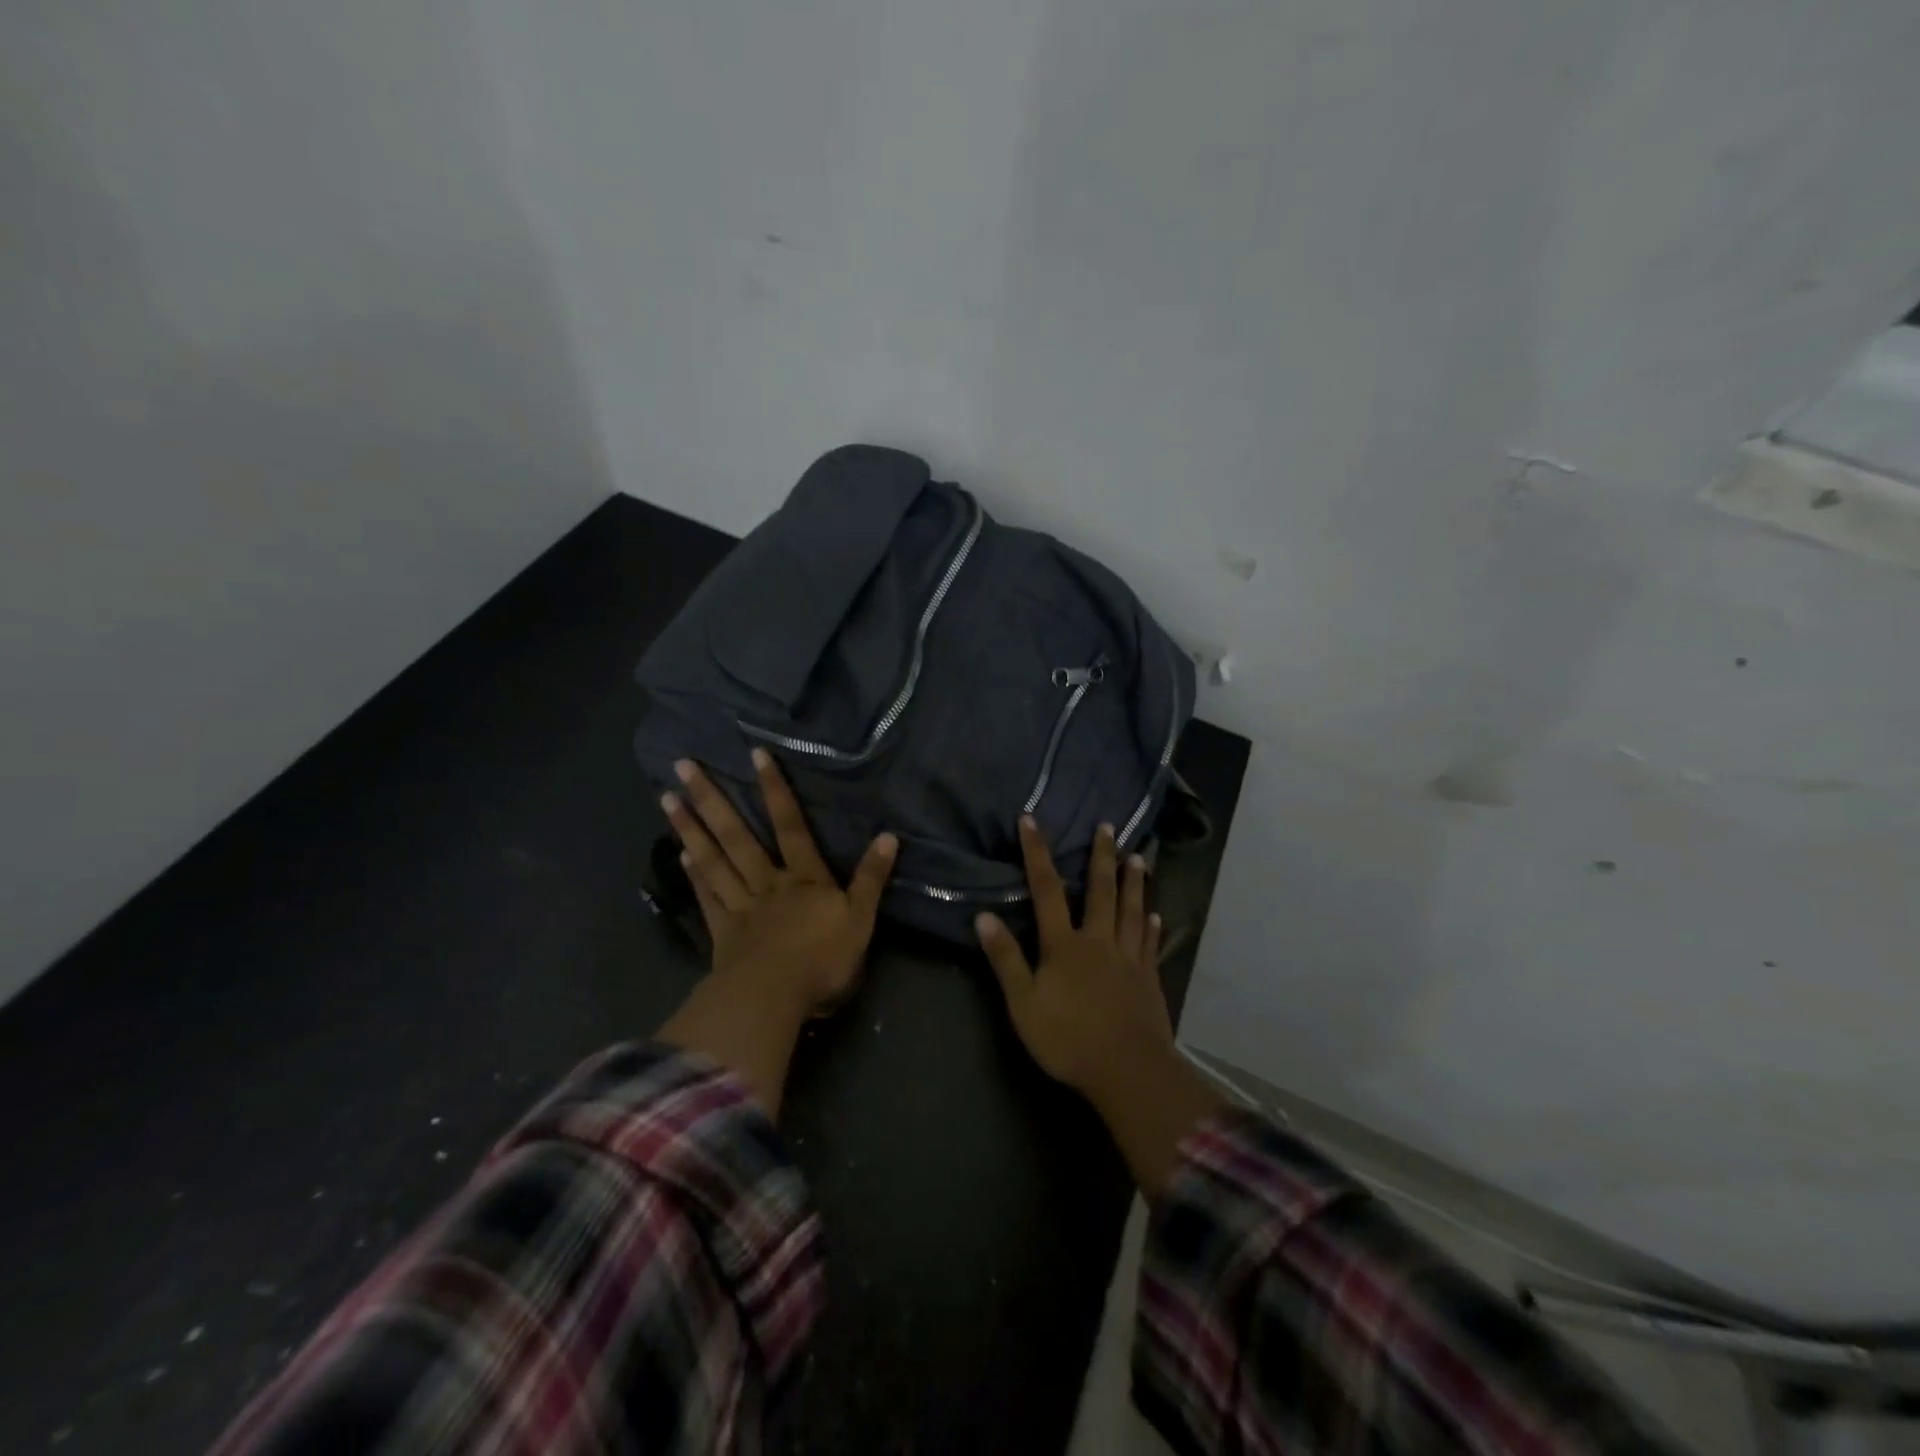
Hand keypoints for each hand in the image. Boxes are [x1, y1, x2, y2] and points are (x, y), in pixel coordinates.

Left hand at [661, 748, 896, 1017]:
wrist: (775, 999)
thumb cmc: (822, 960)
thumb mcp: (861, 920)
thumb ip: (871, 878)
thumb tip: (889, 836)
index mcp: (804, 879)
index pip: (791, 826)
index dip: (775, 790)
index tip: (755, 754)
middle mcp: (768, 883)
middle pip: (738, 836)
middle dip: (713, 799)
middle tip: (683, 766)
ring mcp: (741, 906)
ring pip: (714, 860)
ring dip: (691, 829)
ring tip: (668, 799)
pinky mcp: (723, 933)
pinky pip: (707, 897)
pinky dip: (695, 874)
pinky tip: (681, 854)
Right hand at [977, 816, 1225, 1195]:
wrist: (1127, 1070)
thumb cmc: (1068, 1039)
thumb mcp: (1023, 1003)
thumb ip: (1006, 959)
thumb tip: (984, 915)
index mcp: (1064, 945)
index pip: (1046, 889)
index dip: (1037, 853)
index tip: (1031, 820)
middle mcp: (1098, 941)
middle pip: (1100, 891)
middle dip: (1101, 856)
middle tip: (1108, 826)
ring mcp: (1128, 958)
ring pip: (1131, 910)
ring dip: (1134, 882)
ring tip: (1139, 857)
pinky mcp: (1149, 979)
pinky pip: (1150, 943)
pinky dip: (1151, 925)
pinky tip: (1155, 913)